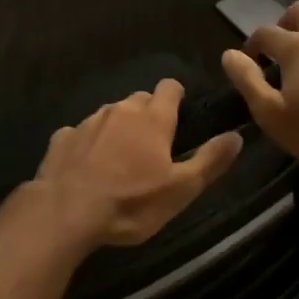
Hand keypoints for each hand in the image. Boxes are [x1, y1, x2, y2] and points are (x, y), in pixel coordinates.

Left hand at [32, 79, 243, 246]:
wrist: (65, 212)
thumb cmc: (131, 202)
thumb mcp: (180, 190)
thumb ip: (210, 160)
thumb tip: (236, 136)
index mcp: (153, 118)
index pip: (169, 87)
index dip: (176, 97)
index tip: (179, 115)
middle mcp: (120, 109)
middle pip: (139, 99)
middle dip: (147, 114)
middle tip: (152, 145)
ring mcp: (88, 121)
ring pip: (110, 114)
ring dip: (118, 128)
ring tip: (119, 159)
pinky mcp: (62, 137)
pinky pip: (81, 132)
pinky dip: (88, 143)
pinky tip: (87, 166)